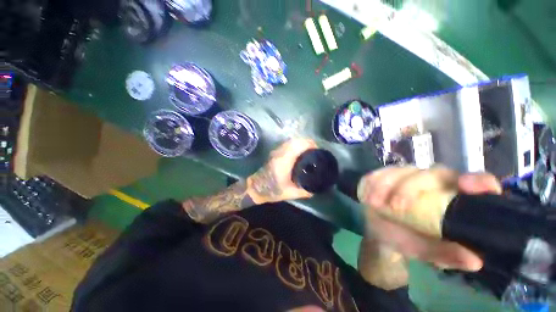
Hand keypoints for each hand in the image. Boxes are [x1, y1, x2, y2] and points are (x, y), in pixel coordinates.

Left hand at [247, 138, 317, 204]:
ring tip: (309, 151)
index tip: (317, 150)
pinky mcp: (275, 152)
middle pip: (296, 140)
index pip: (298, 145)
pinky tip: (299, 152)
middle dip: (307, 142)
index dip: (309, 144)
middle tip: (315, 151)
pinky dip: (295, 144)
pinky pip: (287, 144)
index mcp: (285, 161)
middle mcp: (280, 153)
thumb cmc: (272, 190)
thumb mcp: (290, 193)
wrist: (256, 187)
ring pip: (291, 141)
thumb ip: (304, 192)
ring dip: (301, 143)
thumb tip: (315, 189)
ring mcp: (276, 151)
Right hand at [358, 166, 501, 271]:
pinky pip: (378, 173)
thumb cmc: (410, 242)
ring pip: (400, 171)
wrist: (381, 234)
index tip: (464, 185)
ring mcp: (407, 176)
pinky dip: (371, 182)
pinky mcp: (386, 176)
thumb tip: (474, 261)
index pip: (477, 182)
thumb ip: (448, 255)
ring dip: (384, 185)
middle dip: (409, 188)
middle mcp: (434, 182)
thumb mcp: (429, 252)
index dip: (477, 180)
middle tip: (393, 207)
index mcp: (453, 199)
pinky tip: (366, 194)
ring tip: (372, 203)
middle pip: (430, 173)